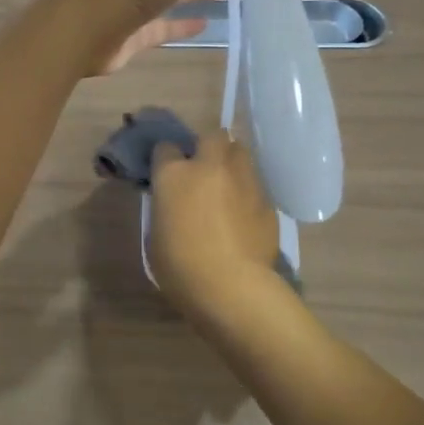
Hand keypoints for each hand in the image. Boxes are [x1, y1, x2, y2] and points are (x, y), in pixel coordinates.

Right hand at [148, 130, 282, 324]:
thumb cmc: (180, 267)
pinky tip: (244, 216)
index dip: (166, 159)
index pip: (166, 147)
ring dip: (231, 164)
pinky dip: (248, 193)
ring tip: (227, 188)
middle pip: (212, 136)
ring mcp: (243, 180)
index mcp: (174, 174)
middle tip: (202, 170)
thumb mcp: (156, 235)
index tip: (166, 173)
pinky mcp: (267, 201)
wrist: (232, 288)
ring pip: (240, 154)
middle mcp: (210, 167)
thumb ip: (166, 209)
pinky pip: (255, 186)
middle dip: (208, 146)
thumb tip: (174, 204)